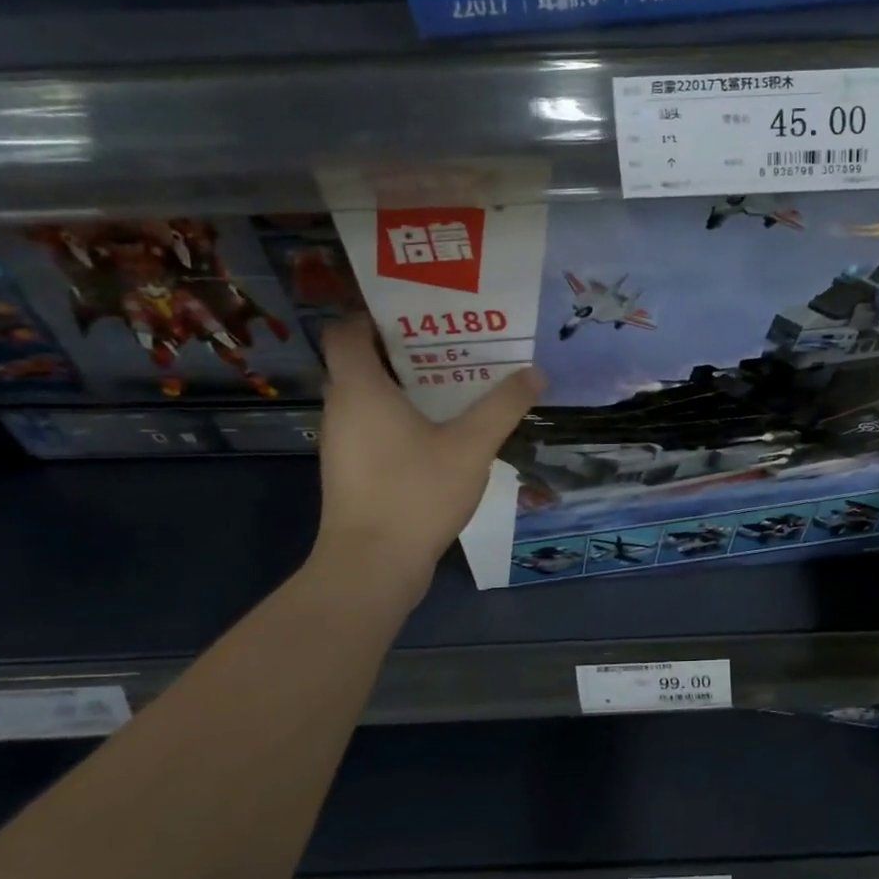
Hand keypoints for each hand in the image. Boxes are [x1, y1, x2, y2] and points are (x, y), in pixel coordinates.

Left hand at [313, 318, 542, 577]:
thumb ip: (504, 405)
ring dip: (408, 384)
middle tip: (456, 343)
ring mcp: (343, 442)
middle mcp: (342, 408)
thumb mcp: (472, 445)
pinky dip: (402, 415)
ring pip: (371, 395)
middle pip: (363, 360)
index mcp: (360, 389)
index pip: (347, 331)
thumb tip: (536, 372)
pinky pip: (374, 424)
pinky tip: (443, 429)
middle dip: (408, 347)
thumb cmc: (415, 493)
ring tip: (458, 380)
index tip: (421, 313)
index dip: (376, 314)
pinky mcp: (353, 469)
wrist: (372, 566)